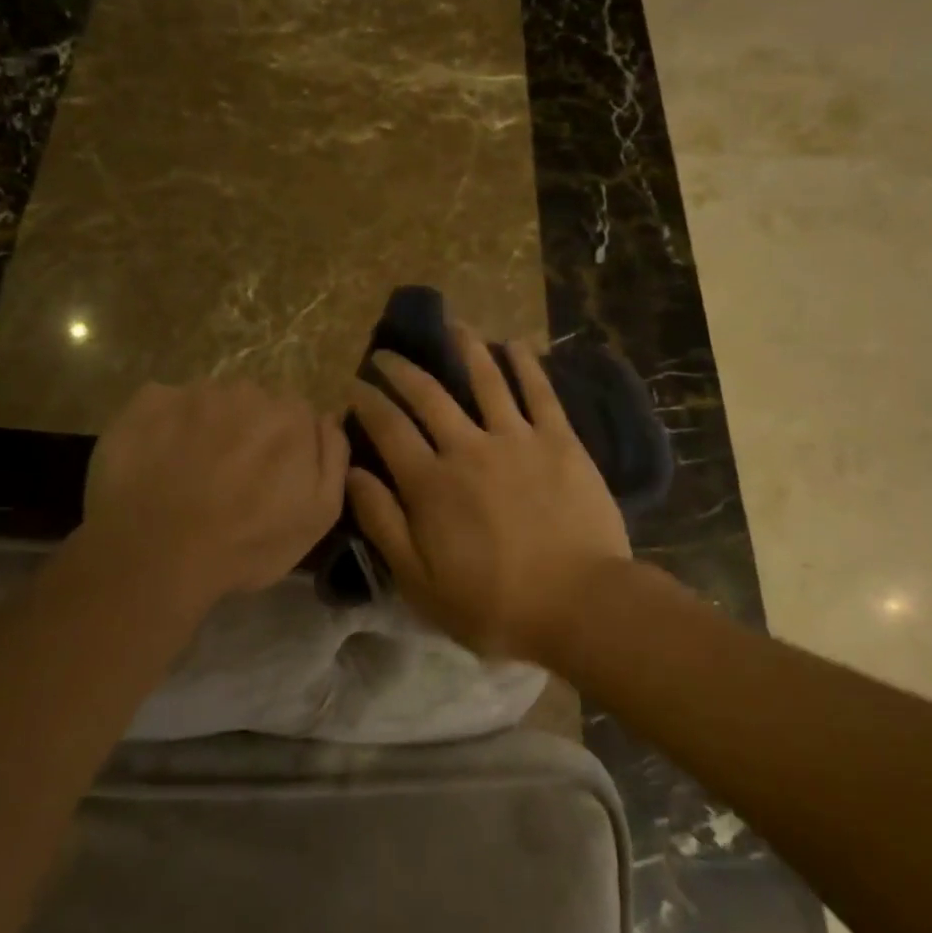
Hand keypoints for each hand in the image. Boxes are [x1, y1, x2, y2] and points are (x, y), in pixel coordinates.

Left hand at [73, 380, 348, 615]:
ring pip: (209, 403)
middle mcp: (247, 390)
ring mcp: (194, 392)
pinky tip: (156, 462)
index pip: (297, 417)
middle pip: (253, 405)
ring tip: (188, 474)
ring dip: (205, 429)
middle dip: (246, 433)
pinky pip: (163, 405)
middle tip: (229, 478)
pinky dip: (163, 427)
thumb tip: (330, 418)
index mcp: (292, 415)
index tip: (269, 479)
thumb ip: (335, 457)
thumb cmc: (247, 543)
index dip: (284, 448)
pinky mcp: (148, 401)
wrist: (156, 556)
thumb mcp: (320, 515)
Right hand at [346, 327, 631, 658]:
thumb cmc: (494, 605)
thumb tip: (351, 472)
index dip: (367, 402)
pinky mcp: (560, 440)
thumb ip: (382, 523)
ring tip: (451, 326)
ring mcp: (517, 438)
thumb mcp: (420, 582)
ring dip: (464, 348)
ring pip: (485, 379)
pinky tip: (514, 344)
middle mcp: (468, 447)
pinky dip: (525, 364)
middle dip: (401, 370)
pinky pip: (540, 392)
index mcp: (431, 483)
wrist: (580, 606)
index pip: (388, 428)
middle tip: (386, 354)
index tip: (353, 385)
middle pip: (428, 395)